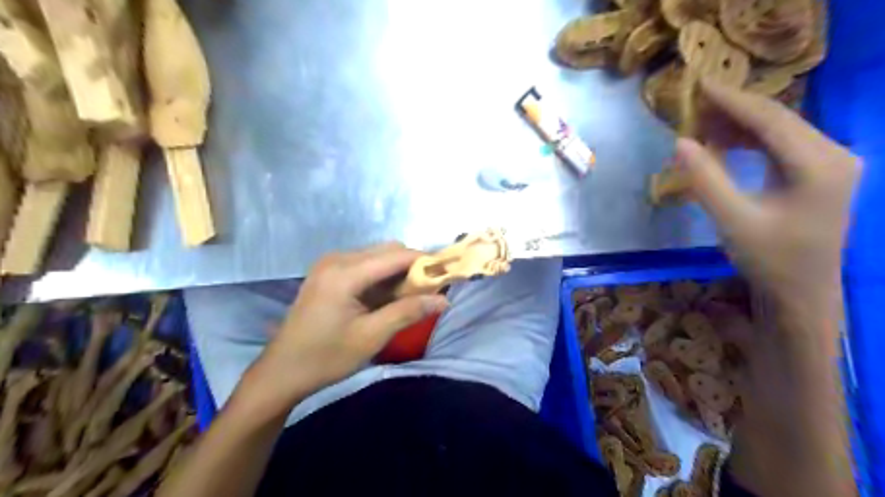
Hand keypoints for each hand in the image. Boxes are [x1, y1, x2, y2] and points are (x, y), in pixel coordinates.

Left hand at [245, 243, 445, 409]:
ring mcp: (330, 264)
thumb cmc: (326, 357)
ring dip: (397, 272)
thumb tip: (443, 300)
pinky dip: (382, 277)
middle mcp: (337, 259)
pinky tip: (386, 298)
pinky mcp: (328, 273)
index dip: (425, 262)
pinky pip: (365, 265)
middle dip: (412, 267)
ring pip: (377, 256)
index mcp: (345, 273)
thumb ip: (408, 312)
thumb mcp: (371, 337)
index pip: (396, 255)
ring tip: (409, 298)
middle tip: (427, 293)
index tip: (447, 275)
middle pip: (387, 250)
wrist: (281, 372)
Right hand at [680, 77, 857, 312]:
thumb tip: (680, 142)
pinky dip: (750, 141)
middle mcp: (834, 154)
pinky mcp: (820, 173)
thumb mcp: (732, 220)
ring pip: (780, 130)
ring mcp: (830, 163)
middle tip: (694, 104)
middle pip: (779, 119)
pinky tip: (725, 143)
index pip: (771, 119)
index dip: (733, 100)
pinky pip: (781, 145)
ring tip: (702, 123)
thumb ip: (706, 179)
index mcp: (818, 165)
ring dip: (741, 124)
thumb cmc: (768, 259)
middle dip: (735, 109)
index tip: (699, 84)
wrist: (801, 292)